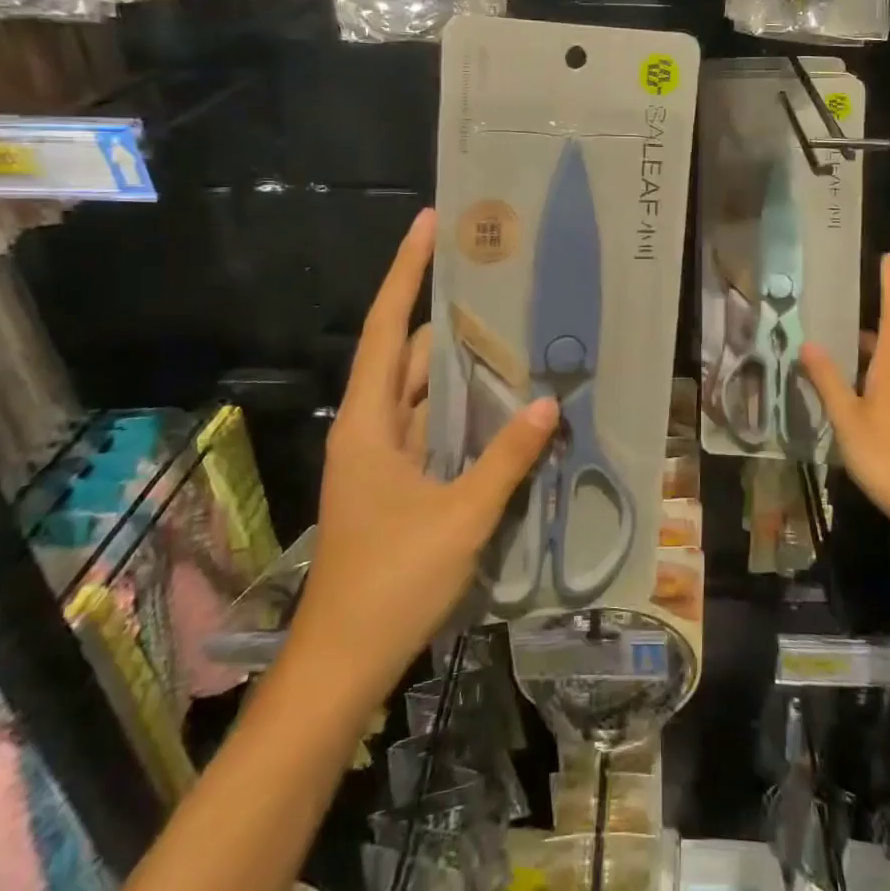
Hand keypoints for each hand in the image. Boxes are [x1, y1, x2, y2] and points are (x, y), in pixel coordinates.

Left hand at [293, 209, 558, 701]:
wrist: (342, 667)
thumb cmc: (390, 583)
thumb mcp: (460, 518)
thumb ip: (506, 458)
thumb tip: (548, 403)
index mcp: (370, 422)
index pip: (388, 326)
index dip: (406, 271)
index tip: (430, 223)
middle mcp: (372, 427)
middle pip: (413, 355)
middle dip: (456, 322)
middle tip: (508, 291)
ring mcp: (385, 456)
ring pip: (427, 393)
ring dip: (466, 371)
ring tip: (520, 340)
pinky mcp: (399, 482)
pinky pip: (435, 428)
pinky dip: (466, 412)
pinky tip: (508, 408)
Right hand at [802, 254, 889, 549]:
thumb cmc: (888, 457)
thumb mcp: (847, 418)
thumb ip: (828, 381)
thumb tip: (809, 343)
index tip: (888, 258)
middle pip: (889, 340)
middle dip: (866, 326)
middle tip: (837, 319)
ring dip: (867, 356)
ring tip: (836, 358)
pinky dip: (873, 380)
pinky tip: (854, 400)